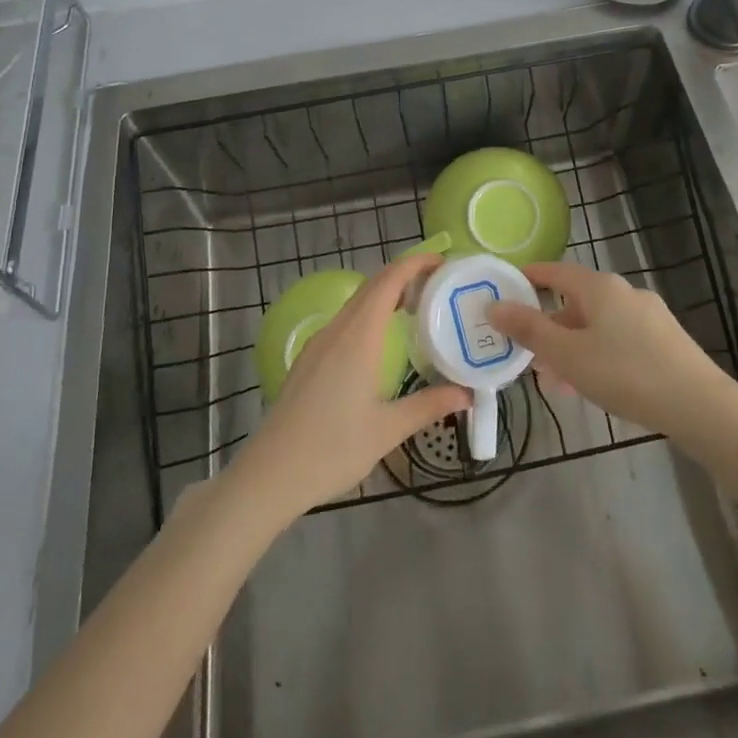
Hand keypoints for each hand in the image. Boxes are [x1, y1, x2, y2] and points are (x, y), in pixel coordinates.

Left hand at [230, 251, 470, 524]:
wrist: (270, 474)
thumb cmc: (332, 450)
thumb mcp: (388, 430)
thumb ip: (429, 405)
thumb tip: (467, 394)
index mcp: (358, 337)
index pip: (389, 281)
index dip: (415, 264)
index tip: (443, 262)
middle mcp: (337, 330)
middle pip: (373, 286)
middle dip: (405, 275)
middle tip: (439, 284)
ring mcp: (319, 343)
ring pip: (357, 303)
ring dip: (386, 294)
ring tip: (418, 307)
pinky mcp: (309, 358)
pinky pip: (345, 320)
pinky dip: (369, 313)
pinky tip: (382, 339)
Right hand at [489, 262, 729, 434]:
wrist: (698, 405)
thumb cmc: (624, 373)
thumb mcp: (567, 354)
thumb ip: (529, 330)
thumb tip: (494, 306)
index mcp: (599, 287)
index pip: (556, 271)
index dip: (529, 278)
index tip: (507, 288)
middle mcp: (625, 292)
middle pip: (577, 301)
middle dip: (550, 324)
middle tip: (527, 350)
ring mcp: (649, 316)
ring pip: (598, 324)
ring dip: (572, 345)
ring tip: (555, 378)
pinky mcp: (665, 341)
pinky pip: (619, 339)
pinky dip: (597, 354)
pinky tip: (592, 385)